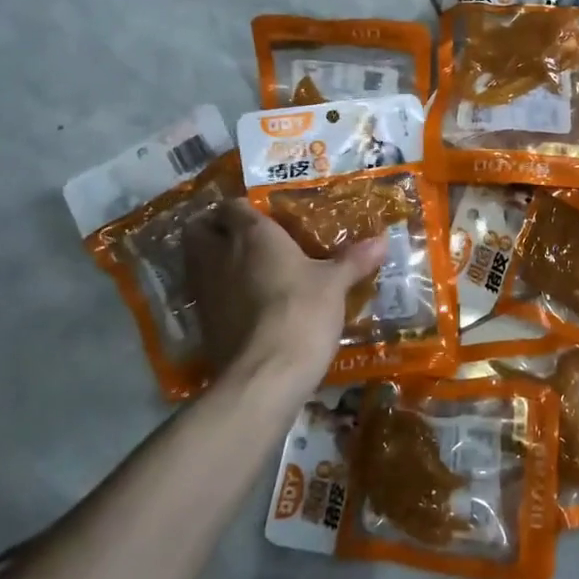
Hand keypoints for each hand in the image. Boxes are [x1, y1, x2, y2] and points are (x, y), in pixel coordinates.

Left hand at [182, 200, 386, 385]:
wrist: (266, 373)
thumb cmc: (302, 311)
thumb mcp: (335, 285)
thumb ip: (354, 260)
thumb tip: (382, 240)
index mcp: (252, 235)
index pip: (233, 206)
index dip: (243, 208)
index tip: (263, 216)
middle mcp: (220, 255)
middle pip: (199, 230)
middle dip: (214, 229)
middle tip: (242, 238)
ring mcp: (205, 290)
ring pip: (195, 262)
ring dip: (212, 260)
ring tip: (243, 269)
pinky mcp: (201, 323)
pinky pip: (203, 294)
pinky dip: (217, 293)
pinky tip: (243, 303)